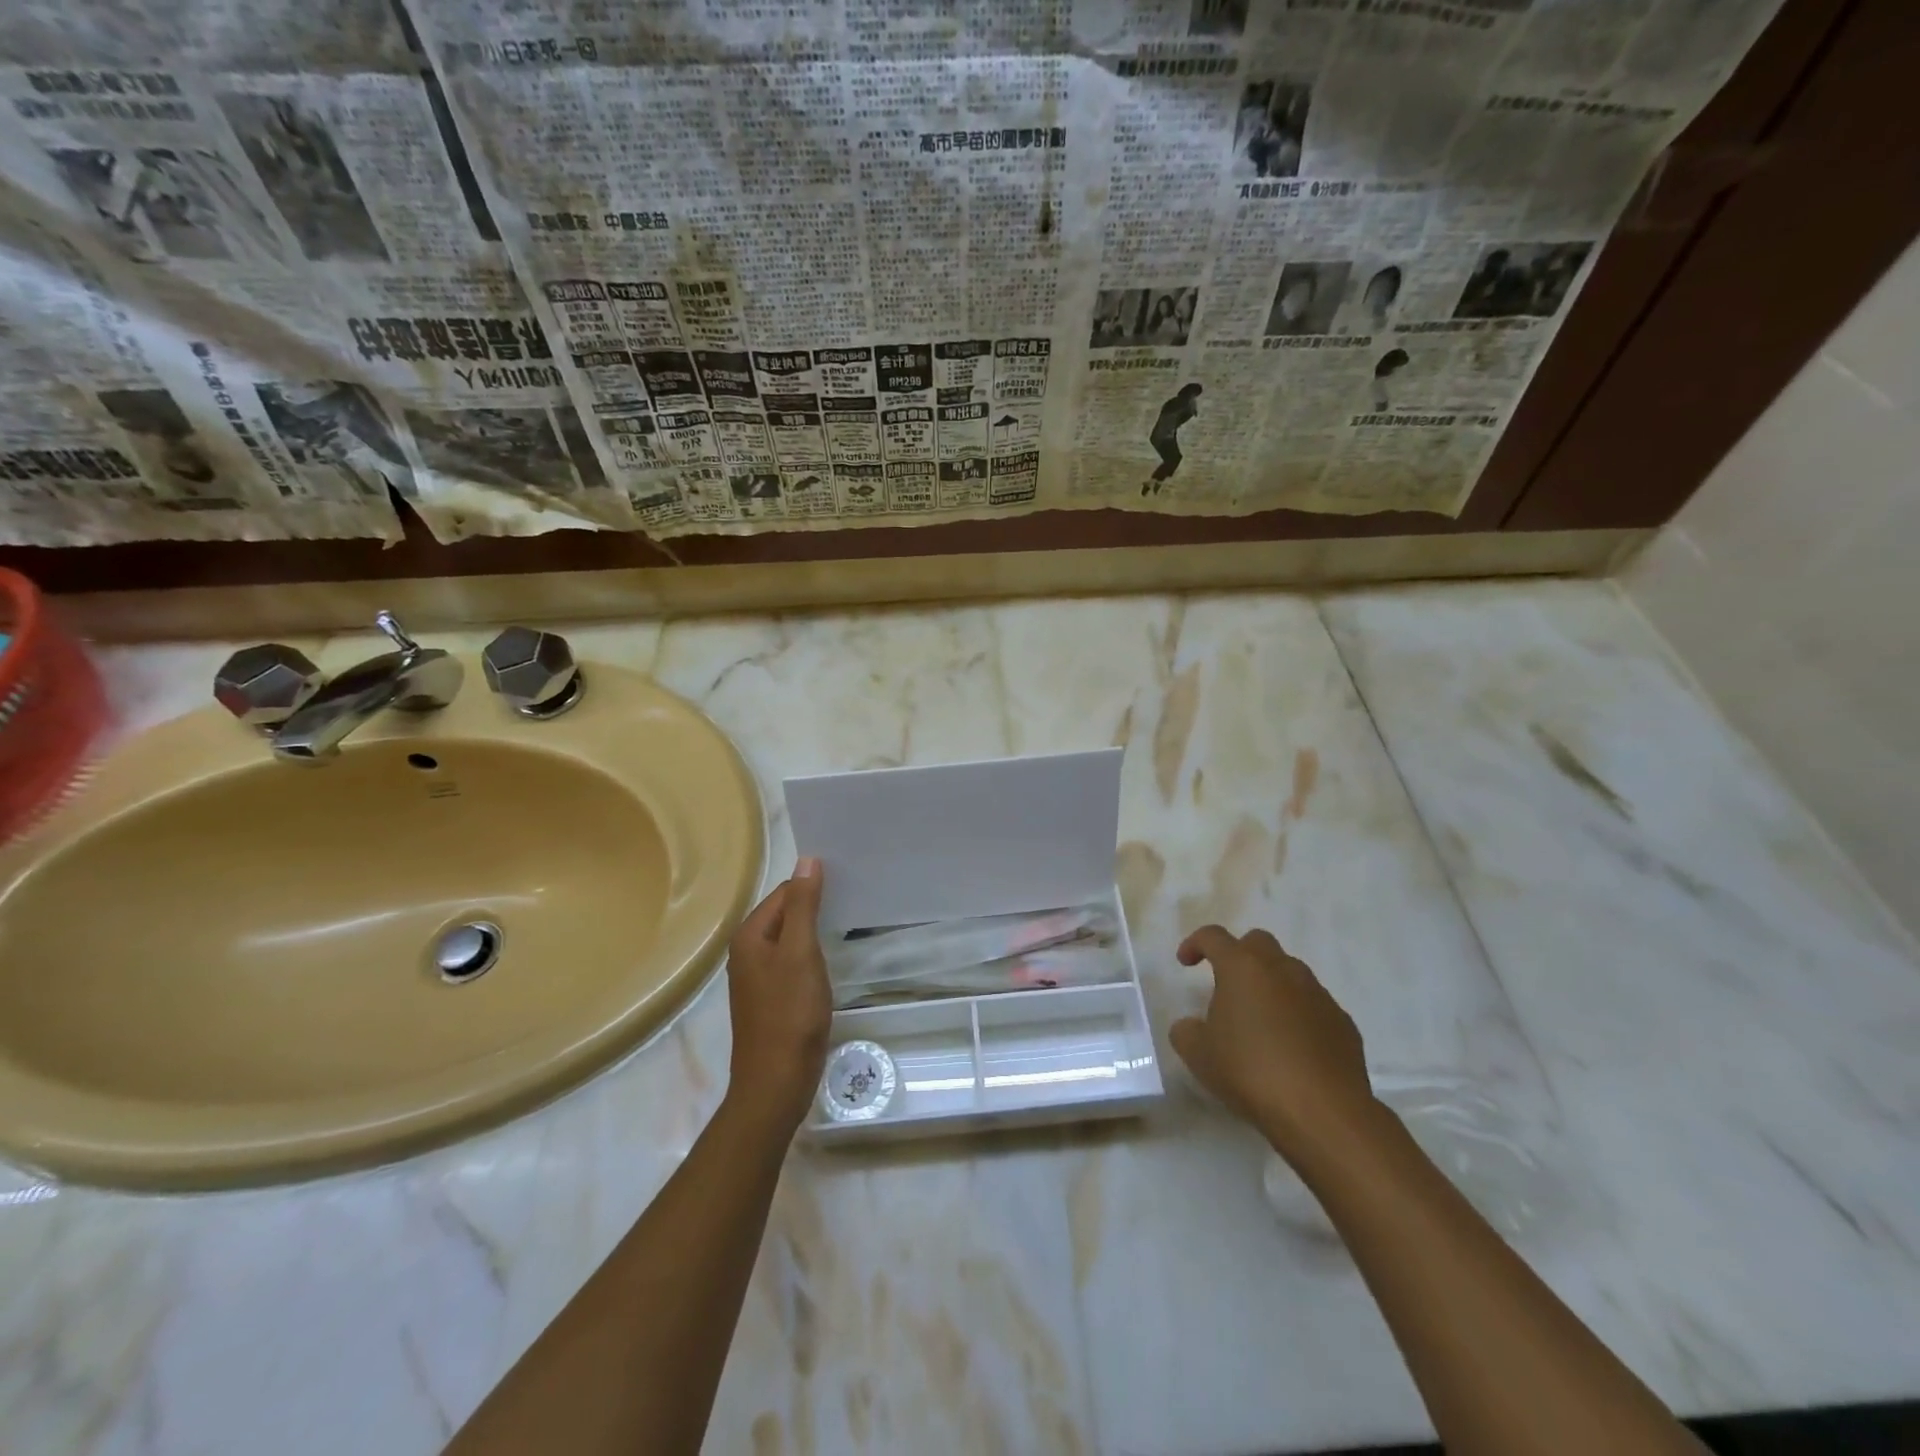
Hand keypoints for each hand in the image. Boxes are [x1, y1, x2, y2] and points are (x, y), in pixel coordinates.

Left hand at [723, 858, 831, 1137]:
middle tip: (853, 900)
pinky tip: (832, 961)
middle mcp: (747, 952)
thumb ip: (803, 906)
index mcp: (749, 936)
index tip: (848, 883)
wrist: (776, 1082)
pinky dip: (812, 956)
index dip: (813, 886)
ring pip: (790, 940)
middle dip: (815, 906)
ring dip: (815, 931)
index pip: (784, 892)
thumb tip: (807, 860)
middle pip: (786, 914)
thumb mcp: (800, 953)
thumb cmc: (790, 1013)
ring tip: (848, 925)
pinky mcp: (771, 998)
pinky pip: (792, 963)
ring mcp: (757, 978)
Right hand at [1169, 925, 1377, 1159]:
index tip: (1185, 963)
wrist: (1323, 1111)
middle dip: (1239, 955)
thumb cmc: (1250, 1071)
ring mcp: (1318, 994)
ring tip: (1260, 1021)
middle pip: (1258, 942)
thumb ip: (1187, 1032)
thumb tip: (1191, 1026)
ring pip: (1290, 972)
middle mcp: (1282, 969)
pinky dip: (1298, 1015)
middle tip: (1227, 985)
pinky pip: (1314, 1006)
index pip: (1213, 936)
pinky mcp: (1343, 1022)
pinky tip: (1291, 1048)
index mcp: (1242, 967)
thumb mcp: (1199, 1055)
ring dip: (1271, 985)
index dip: (1195, 943)